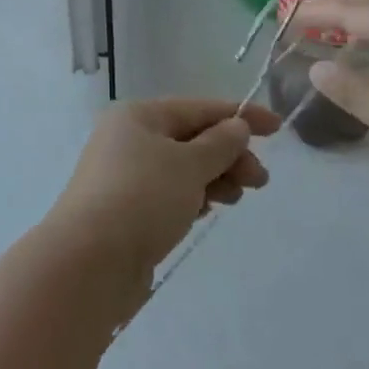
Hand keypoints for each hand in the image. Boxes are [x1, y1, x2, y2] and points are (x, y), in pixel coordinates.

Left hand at [42, 98, 279, 305]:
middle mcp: (127, 139)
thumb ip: (219, 144)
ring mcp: (124, 176)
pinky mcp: (126, 209)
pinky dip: (192, 197)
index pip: (197, 108)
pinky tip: (206, 211)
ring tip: (233, 199)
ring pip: (181, 168)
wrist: (90, 260)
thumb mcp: (188, 165)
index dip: (239, 115)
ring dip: (214, 178)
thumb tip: (235, 126)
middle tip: (259, 181)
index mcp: (137, 116)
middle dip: (228, 155)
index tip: (278, 128)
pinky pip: (169, 193)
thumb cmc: (142, 198)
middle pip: (190, 138)